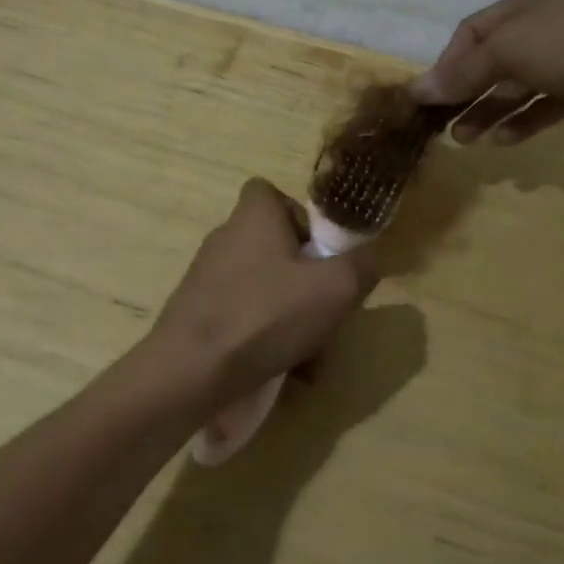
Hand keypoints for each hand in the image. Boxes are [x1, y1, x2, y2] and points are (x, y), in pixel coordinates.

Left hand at [153, 179, 378, 396]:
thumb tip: (371, 255)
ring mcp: (206, 275)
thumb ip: (363, 265)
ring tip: (309, 353)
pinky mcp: (196, 311)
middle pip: (274, 245)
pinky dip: (264, 334)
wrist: (192, 369)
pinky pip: (242, 314)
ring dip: (289, 313)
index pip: (273, 194)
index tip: (320, 253)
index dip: (301, 217)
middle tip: (324, 309)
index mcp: (253, 216)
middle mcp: (225, 236)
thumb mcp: (336, 288)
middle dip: (304, 278)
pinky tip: (281, 365)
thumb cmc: (266, 315)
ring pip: (262, 286)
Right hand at [409, 0, 563, 142]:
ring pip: (516, 87)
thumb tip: (417, 89)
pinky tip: (503, 141)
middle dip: (466, 94)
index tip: (428, 98)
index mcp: (525, 5)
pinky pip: (545, 105)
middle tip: (443, 126)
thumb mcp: (510, 50)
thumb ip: (464, 72)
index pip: (472, 33)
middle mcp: (543, 27)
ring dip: (489, 112)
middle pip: (492, 62)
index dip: (447, 64)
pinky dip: (523, 121)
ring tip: (467, 140)